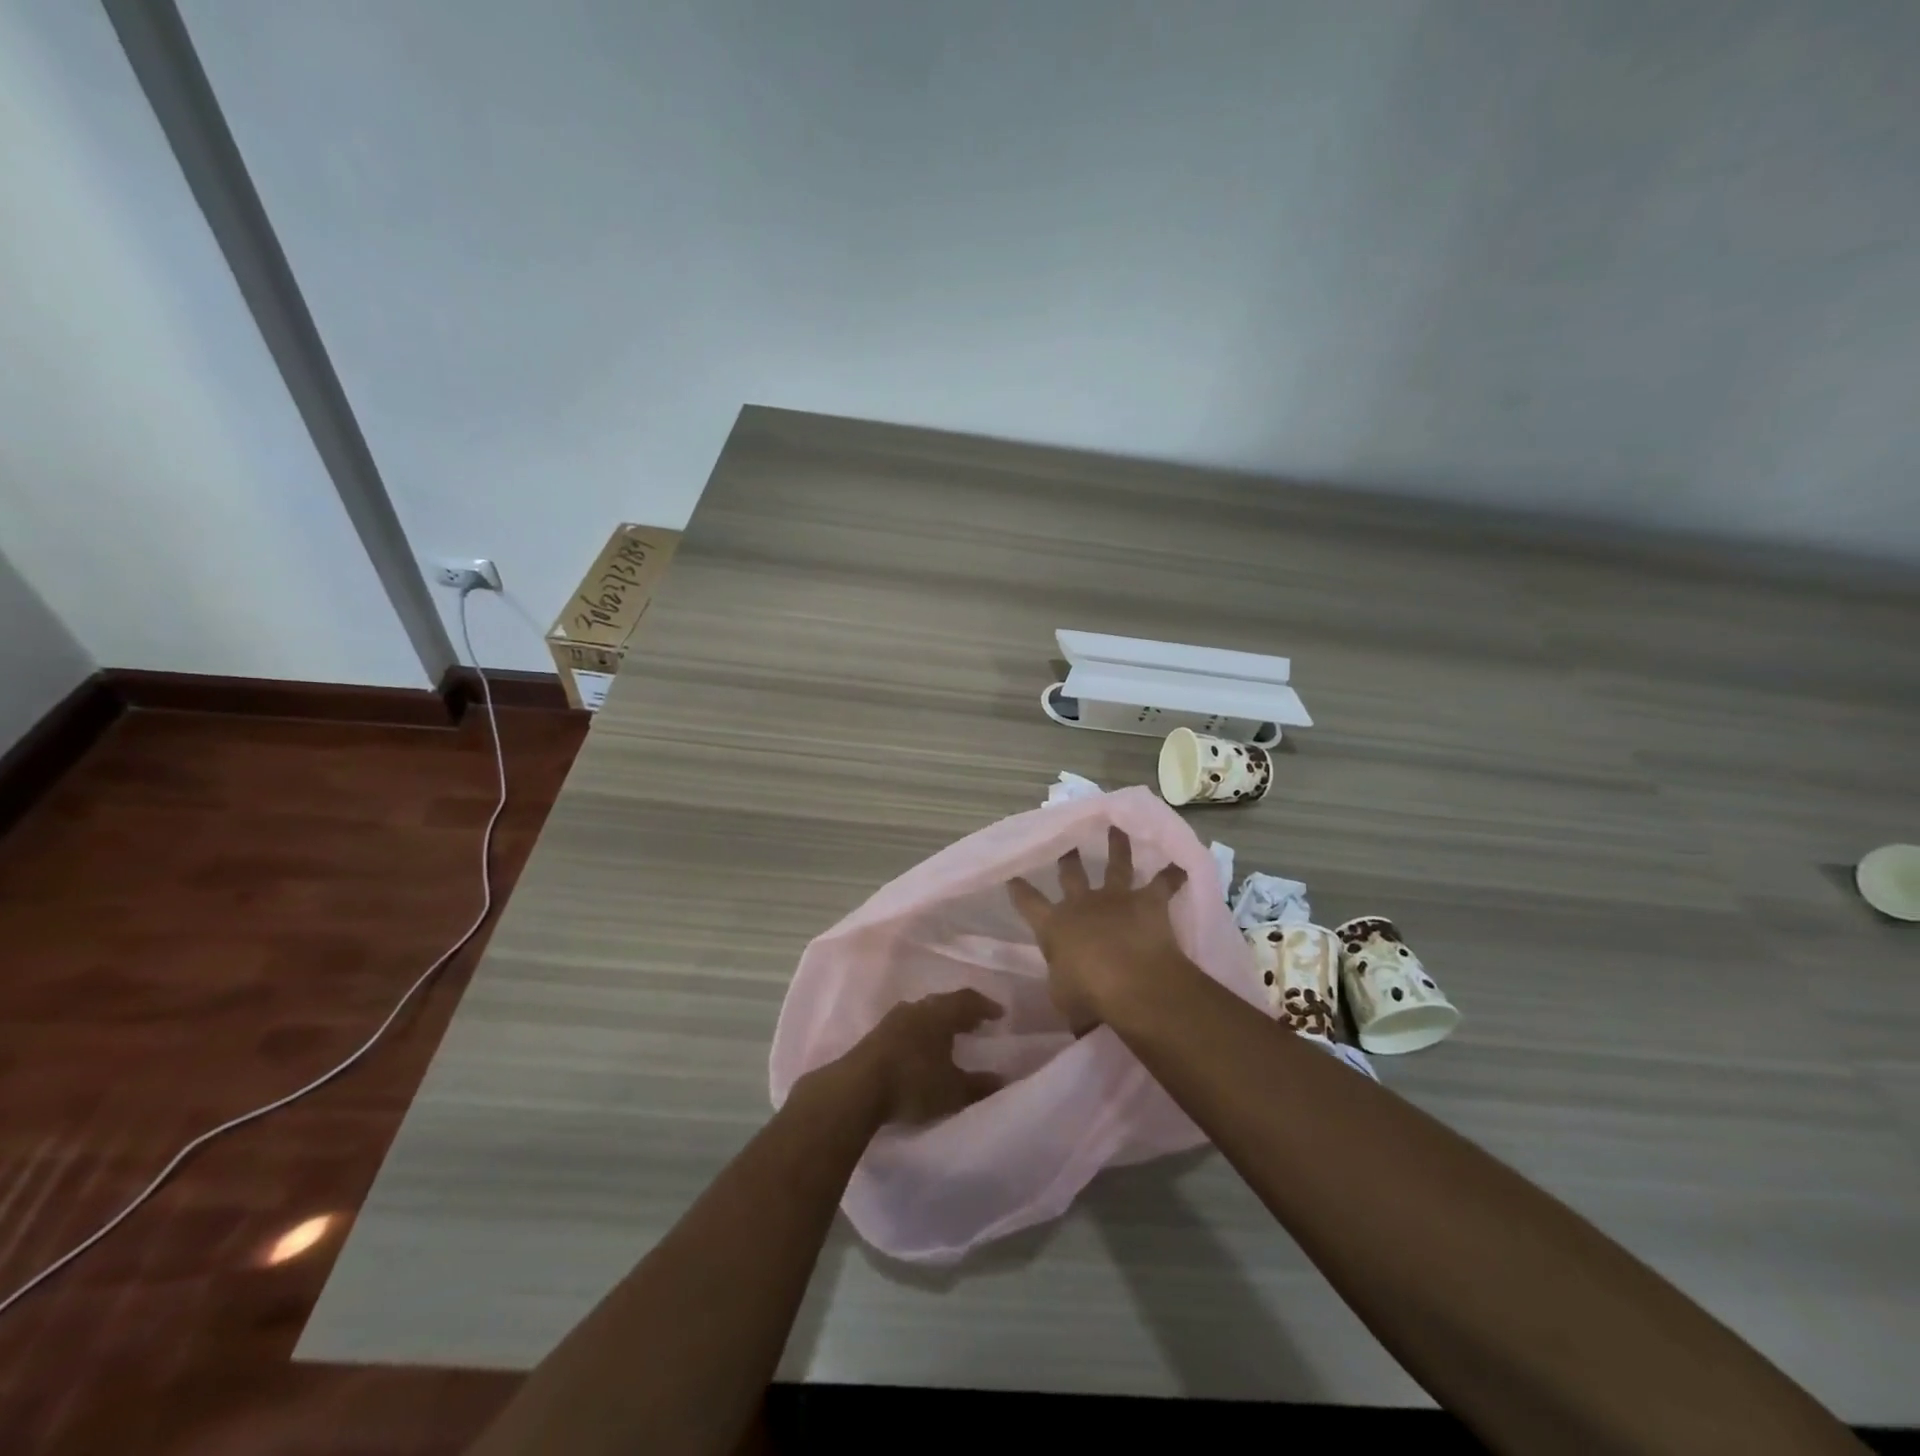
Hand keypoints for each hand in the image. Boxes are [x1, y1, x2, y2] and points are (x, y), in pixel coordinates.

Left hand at [839, 989, 1005, 1127]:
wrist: (858, 1087)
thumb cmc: (913, 1083)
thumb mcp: (952, 1091)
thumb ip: (979, 1085)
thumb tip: (1002, 1080)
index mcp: (940, 1014)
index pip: (967, 1000)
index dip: (985, 1005)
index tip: (999, 1014)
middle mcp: (918, 1008)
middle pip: (943, 1003)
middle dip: (961, 1012)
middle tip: (975, 1023)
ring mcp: (893, 1019)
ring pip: (923, 1012)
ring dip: (938, 1021)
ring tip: (948, 1035)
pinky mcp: (876, 1035)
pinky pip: (907, 1025)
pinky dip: (920, 1032)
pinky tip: (920, 1048)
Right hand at [1008, 827, 1189, 1033]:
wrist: (1132, 982)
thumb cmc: (1089, 996)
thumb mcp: (1064, 999)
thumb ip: (1064, 986)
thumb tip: (1069, 991)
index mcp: (1054, 926)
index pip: (1029, 904)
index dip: (1019, 890)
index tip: (1012, 875)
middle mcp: (1082, 904)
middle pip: (1071, 875)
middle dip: (1068, 859)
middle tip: (1066, 843)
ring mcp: (1116, 898)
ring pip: (1116, 865)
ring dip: (1117, 846)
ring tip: (1117, 828)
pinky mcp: (1148, 902)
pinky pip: (1163, 884)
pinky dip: (1173, 876)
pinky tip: (1181, 866)